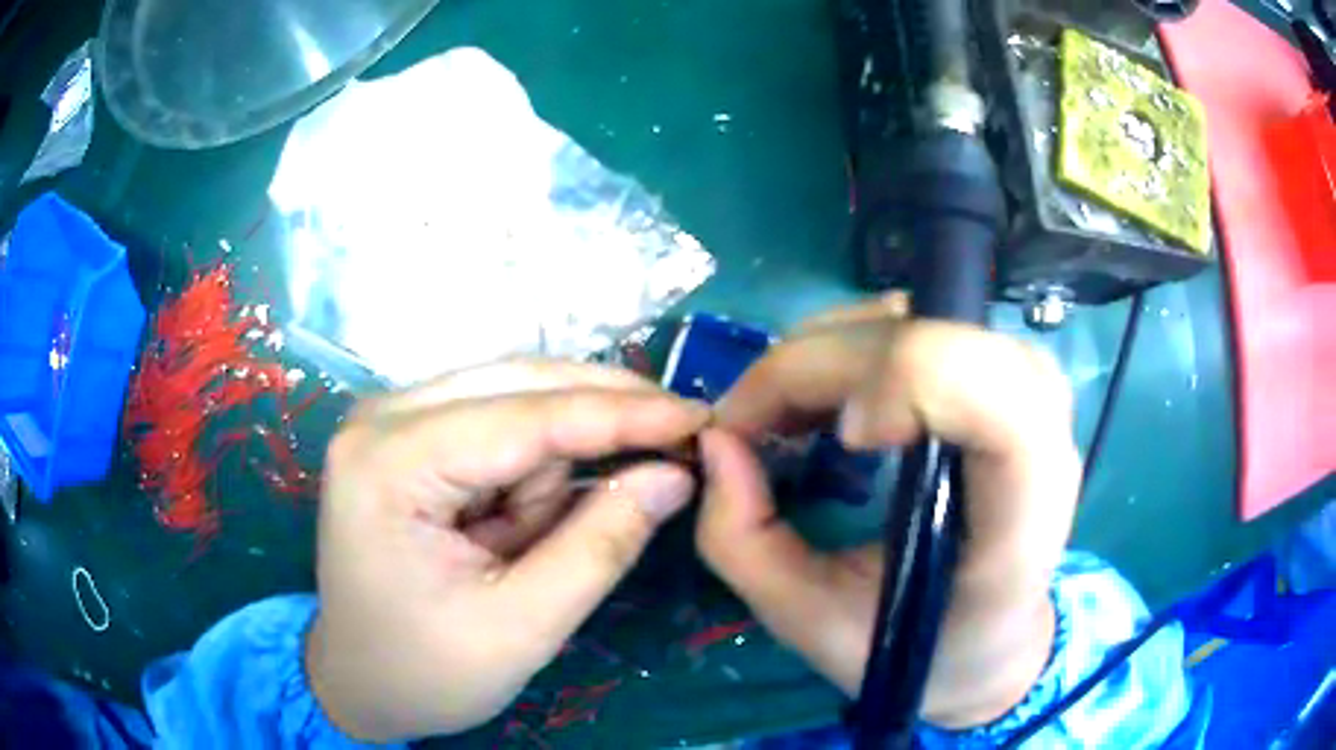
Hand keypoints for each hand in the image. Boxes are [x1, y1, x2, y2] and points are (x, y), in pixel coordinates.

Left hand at [306, 360, 709, 741]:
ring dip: (551, 468)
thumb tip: (675, 472)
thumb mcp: (523, 626)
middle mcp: (383, 418)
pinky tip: (510, 529)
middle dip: (599, 420)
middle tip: (675, 447)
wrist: (359, 682)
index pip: (525, 417)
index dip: (622, 414)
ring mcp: (392, 421)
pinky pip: (497, 428)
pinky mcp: (409, 437)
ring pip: (515, 404)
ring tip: (522, 547)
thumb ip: (602, 544)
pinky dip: (528, 474)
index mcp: (389, 464)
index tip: (699, 417)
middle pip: (519, 385)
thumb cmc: (427, 671)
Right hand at [696, 297, 1080, 727]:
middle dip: (814, 366)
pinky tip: (822, 399)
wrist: (991, 637)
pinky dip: (849, 347)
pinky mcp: (1000, 374)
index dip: (904, 382)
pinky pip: (916, 324)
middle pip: (930, 340)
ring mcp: (1026, 389)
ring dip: (826, 352)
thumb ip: (747, 545)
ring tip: (780, 413)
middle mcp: (1042, 431)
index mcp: (1020, 517)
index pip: (995, 397)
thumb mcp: (813, 625)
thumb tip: (716, 440)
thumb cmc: (917, 650)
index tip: (840, 441)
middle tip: (748, 425)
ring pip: (917, 316)